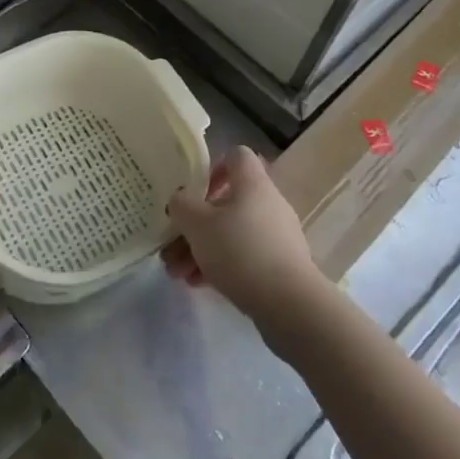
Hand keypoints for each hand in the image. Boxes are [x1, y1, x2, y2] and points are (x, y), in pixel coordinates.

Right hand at [162, 146, 327, 333]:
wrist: (289, 303)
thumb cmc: (239, 251)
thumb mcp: (198, 224)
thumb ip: (182, 205)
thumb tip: (180, 199)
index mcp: (252, 184)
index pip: (235, 156)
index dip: (212, 167)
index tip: (192, 191)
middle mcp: (267, 203)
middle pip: (225, 202)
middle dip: (194, 224)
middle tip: (170, 245)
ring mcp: (275, 235)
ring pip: (230, 233)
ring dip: (200, 249)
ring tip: (176, 272)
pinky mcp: (278, 264)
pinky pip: (242, 256)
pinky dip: (219, 265)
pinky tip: (197, 283)